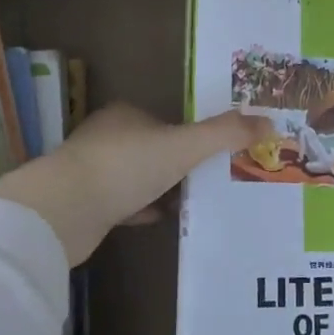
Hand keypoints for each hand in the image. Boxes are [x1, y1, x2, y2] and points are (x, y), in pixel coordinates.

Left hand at [0, 104, 273, 265]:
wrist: (64, 212)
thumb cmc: (126, 166)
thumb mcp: (184, 145)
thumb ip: (225, 133)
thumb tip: (269, 121)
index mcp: (126, 115)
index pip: (165, 119)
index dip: (189, 133)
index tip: (213, 152)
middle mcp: (106, 137)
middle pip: (151, 147)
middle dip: (177, 162)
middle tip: (211, 179)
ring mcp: (91, 171)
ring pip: (136, 176)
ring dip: (160, 187)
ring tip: (193, 200)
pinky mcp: (83, 204)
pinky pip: (122, 204)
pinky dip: (142, 209)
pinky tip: (162, 219)